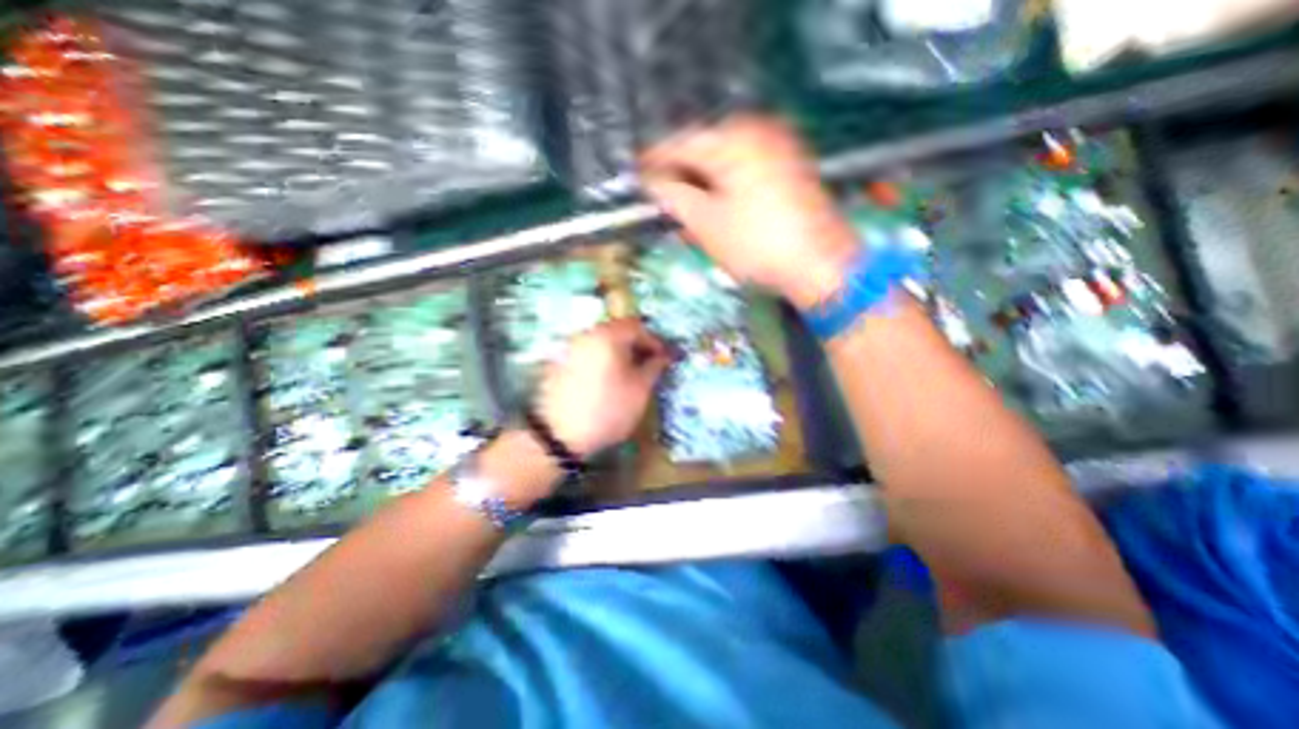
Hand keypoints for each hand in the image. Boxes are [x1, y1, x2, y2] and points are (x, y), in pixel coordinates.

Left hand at [532, 315, 669, 453]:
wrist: (559, 434)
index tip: (664, 358)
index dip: (654, 341)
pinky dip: (602, 360)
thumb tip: (663, 356)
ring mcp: (570, 348)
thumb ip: (654, 367)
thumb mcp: (640, 389)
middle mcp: (586, 334)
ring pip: (601, 342)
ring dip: (619, 352)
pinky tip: (608, 379)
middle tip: (649, 364)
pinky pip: (588, 353)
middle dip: (636, 345)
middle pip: (617, 331)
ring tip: (630, 373)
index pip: (637, 327)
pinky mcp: (559, 363)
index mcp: (608, 335)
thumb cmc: (608, 409)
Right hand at [641, 115, 858, 310]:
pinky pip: (746, 167)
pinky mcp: (791, 167)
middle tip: (665, 196)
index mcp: (733, 140)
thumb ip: (675, 198)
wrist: (820, 264)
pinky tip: (720, 205)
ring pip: (726, 159)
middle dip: (682, 173)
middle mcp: (758, 132)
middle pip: (705, 148)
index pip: (680, 143)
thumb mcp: (707, 224)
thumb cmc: (758, 245)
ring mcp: (779, 148)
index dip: (655, 161)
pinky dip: (727, 183)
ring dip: (704, 180)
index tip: (638, 174)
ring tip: (691, 206)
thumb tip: (655, 183)